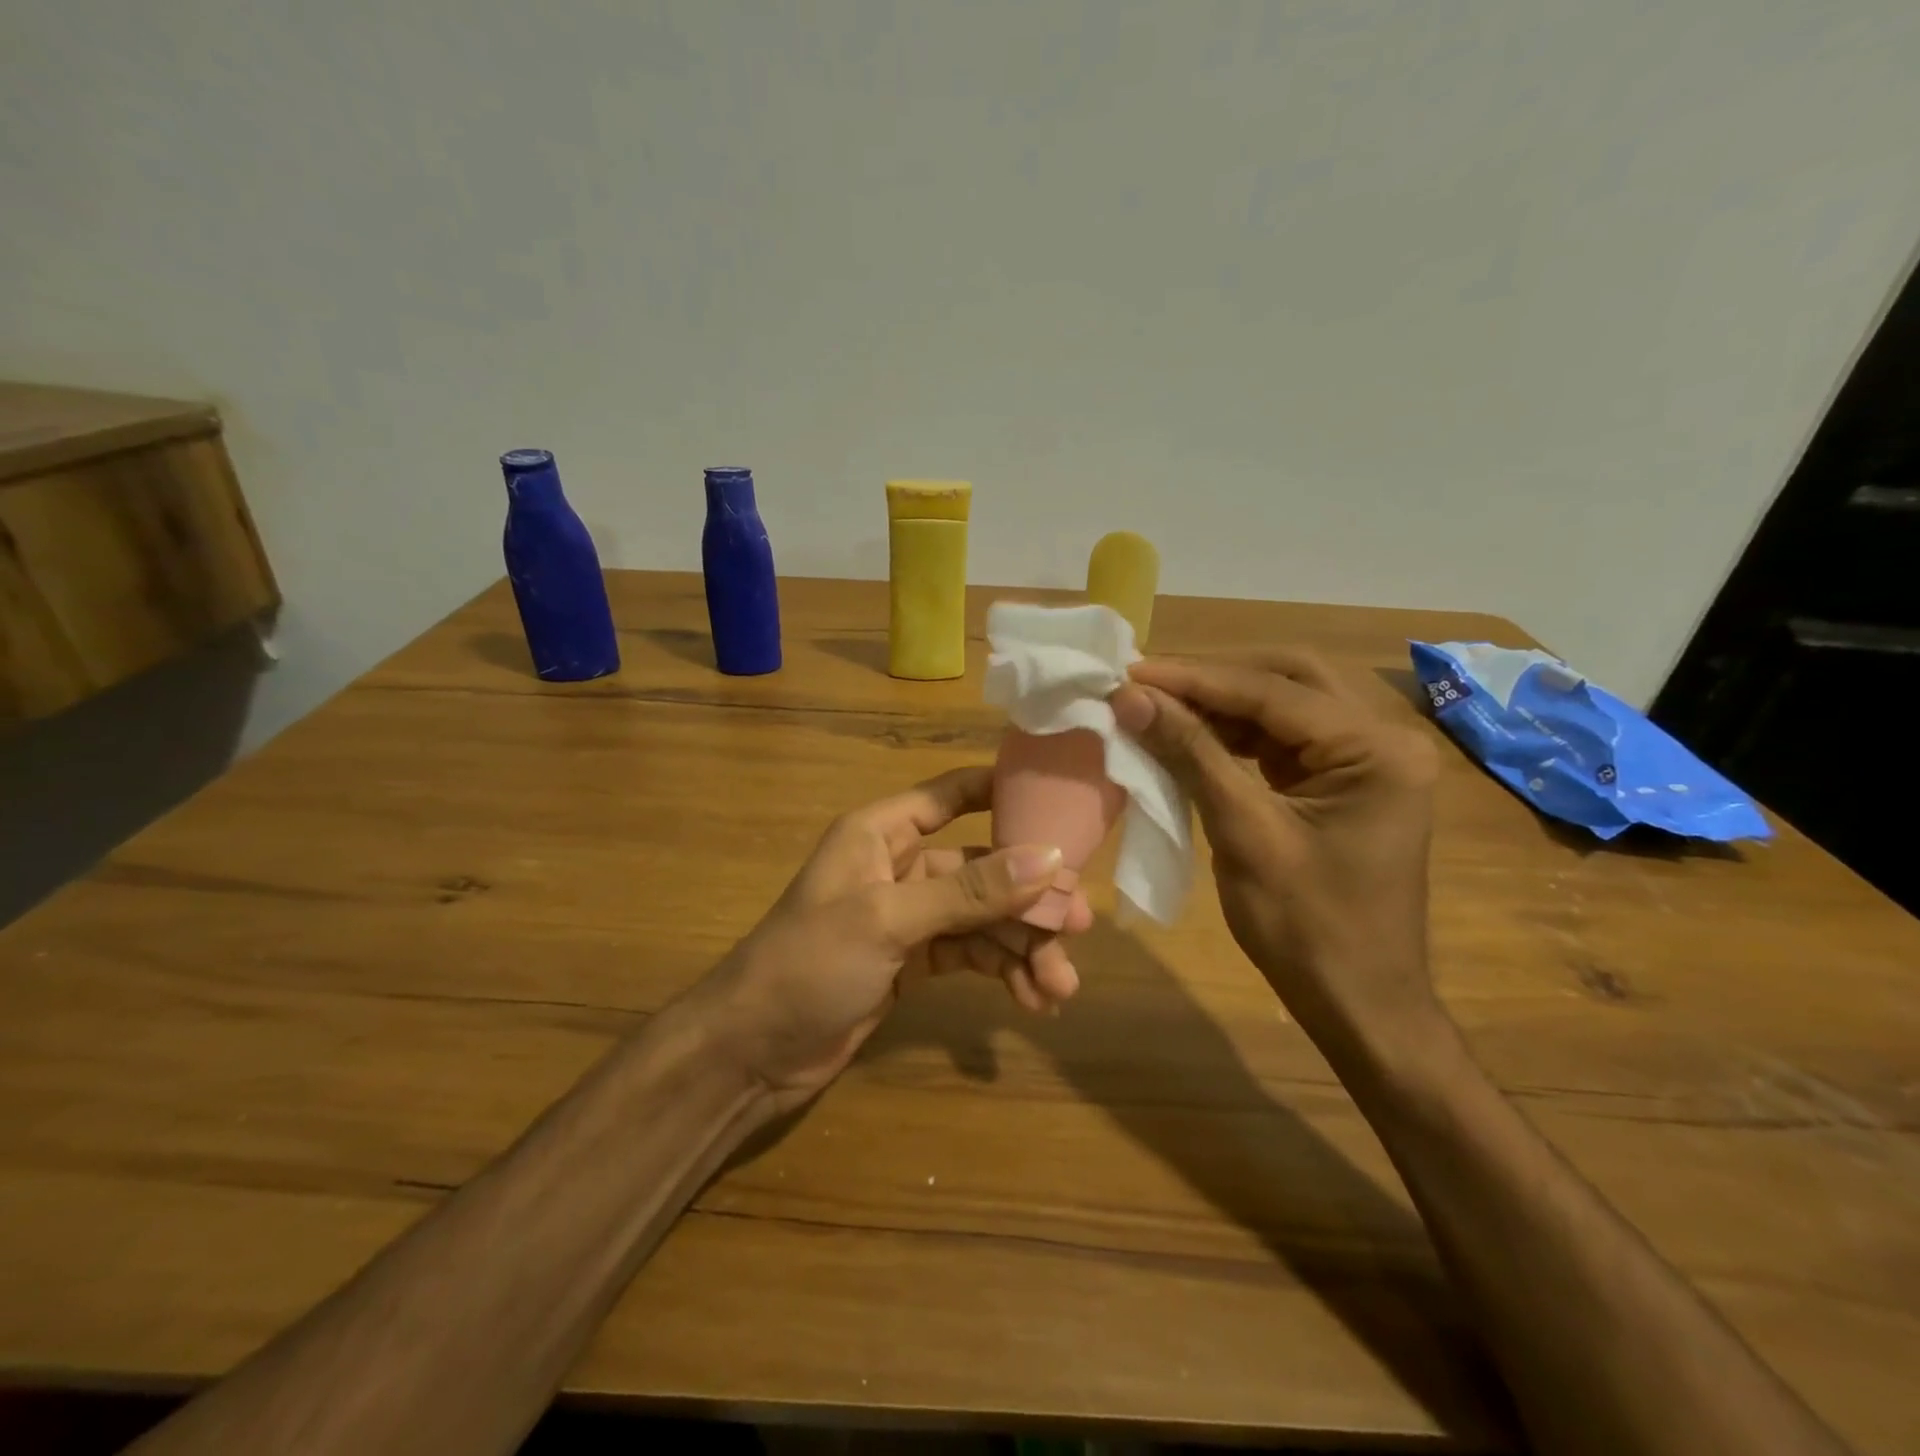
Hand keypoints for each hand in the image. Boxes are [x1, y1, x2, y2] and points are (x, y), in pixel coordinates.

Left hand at [696, 766, 1085, 1113]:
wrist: (751, 1052)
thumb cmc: (809, 964)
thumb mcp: (888, 920)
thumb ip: (969, 891)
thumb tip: (1049, 858)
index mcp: (882, 832)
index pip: (952, 795)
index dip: (1003, 792)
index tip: (1062, 804)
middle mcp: (900, 865)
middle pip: (982, 867)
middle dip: (1029, 897)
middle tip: (1080, 926)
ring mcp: (909, 916)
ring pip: (983, 917)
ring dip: (1022, 946)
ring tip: (1060, 988)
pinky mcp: (914, 960)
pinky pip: (971, 953)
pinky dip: (1002, 971)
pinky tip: (1032, 999)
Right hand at [1110, 649, 1445, 1071]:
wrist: (1359, 1005)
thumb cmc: (1307, 929)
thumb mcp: (1244, 834)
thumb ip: (1192, 755)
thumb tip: (1132, 698)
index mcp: (1377, 750)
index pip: (1274, 692)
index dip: (1195, 679)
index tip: (1131, 671)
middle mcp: (1384, 739)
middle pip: (1290, 678)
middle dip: (1215, 678)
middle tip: (1148, 681)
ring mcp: (1368, 760)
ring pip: (1286, 704)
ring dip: (1222, 703)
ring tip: (1159, 703)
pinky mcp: (1345, 781)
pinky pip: (1285, 738)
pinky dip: (1236, 733)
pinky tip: (1192, 734)